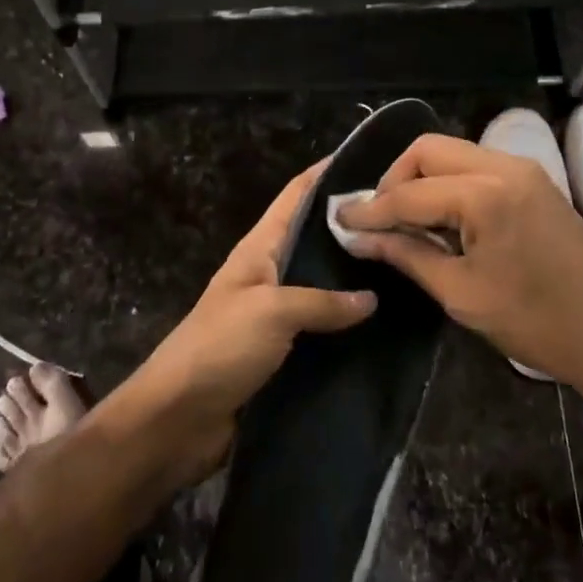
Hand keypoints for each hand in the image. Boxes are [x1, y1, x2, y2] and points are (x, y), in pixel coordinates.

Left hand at [127, 160, 376, 481]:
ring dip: (354, 278)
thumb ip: (323, 301)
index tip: (368, 160)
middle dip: (352, 228)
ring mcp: (274, 315)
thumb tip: (371, 298)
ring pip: (322, 286)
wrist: (177, 421)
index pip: (295, 197)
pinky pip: (321, 330)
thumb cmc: (219, 348)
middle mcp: (269, 275)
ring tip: (405, 267)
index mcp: (259, 250)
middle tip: (403, 221)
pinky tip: (384, 325)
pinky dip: (347, 325)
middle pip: (313, 240)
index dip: (324, 174)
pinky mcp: (282, 354)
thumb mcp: (272, 311)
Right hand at [335, 134, 582, 401]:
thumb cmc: (536, 323)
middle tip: (376, 218)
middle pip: (429, 150)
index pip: (409, 191)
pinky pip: (477, 167)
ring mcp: (524, 170)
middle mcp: (504, 166)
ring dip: (422, 179)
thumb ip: (407, 254)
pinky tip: (441, 218)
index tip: (339, 220)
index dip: (370, 208)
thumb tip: (360, 236)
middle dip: (394, 179)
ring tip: (404, 221)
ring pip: (453, 153)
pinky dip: (449, 184)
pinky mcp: (535, 182)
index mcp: (485, 193)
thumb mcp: (462, 294)